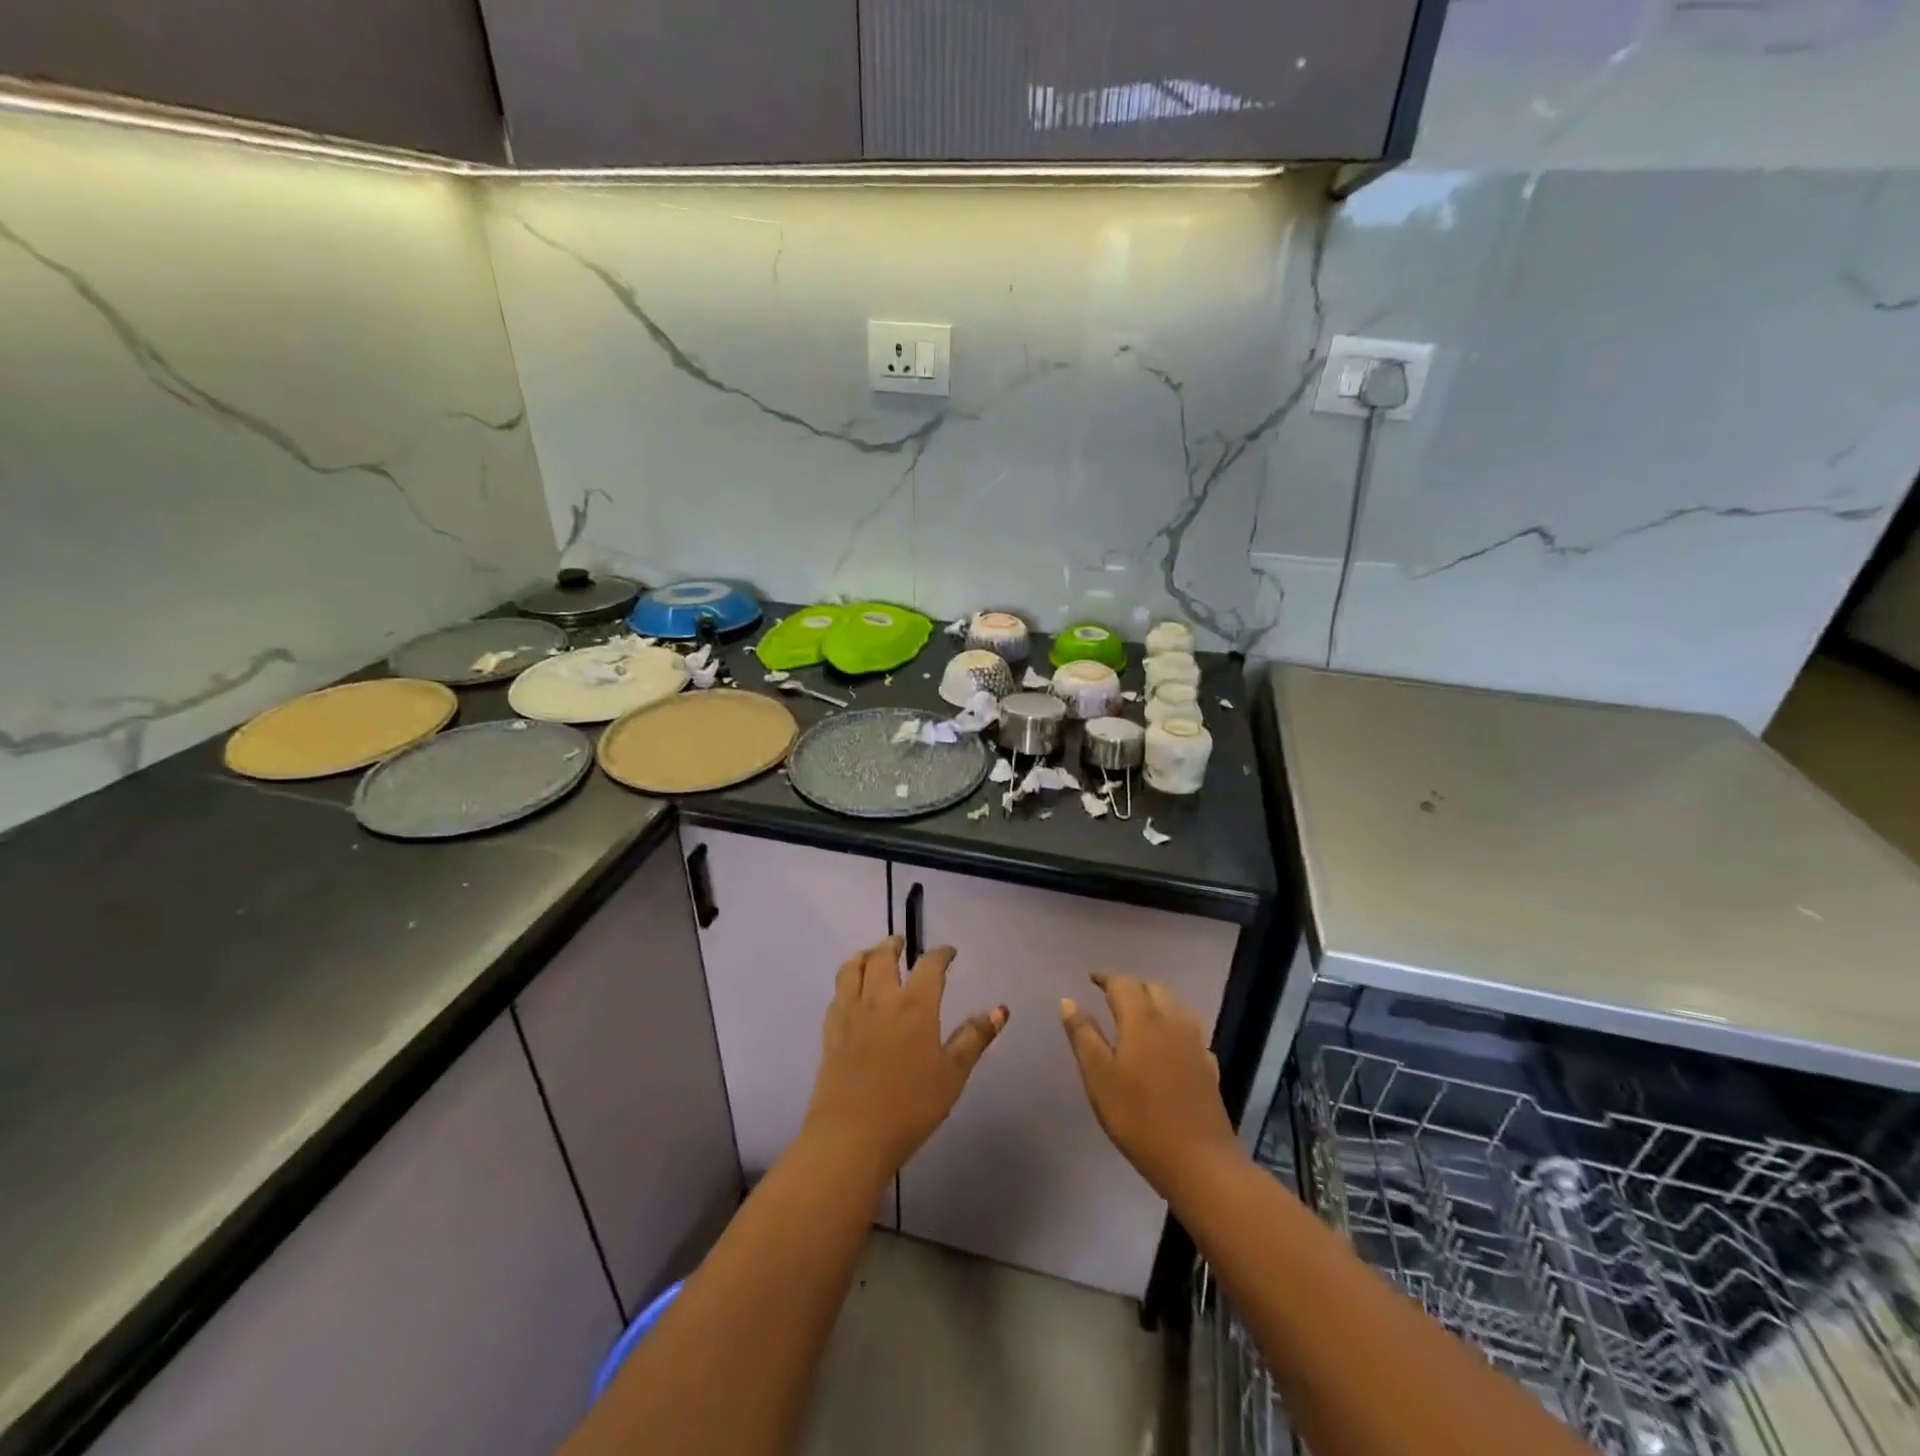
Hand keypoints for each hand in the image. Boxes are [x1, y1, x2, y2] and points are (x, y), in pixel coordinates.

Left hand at [801, 937, 1006, 1180]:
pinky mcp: (830, 1030)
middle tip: (901, 942)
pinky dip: (846, 980)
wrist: (851, 1135)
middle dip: (894, 945)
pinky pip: (837, 992)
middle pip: (883, 957)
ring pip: (853, 968)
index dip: (940, 955)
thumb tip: (1000, 1009)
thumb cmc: (910, 1106)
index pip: (929, 966)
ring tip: (871, 954)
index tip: (948, 953)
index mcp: (916, 1006)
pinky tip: (850, 990)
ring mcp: (851, 1012)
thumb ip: (974, 1038)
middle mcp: (881, 999)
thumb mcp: (952, 1074)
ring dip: (864, 954)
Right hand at [1061, 972, 1241, 1196]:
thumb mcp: (1099, 1077)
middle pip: (1153, 988)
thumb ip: (1083, 1035)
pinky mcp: (1209, 1066)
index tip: (1091, 978)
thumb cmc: (1138, 1118)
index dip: (1106, 978)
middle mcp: (1172, 1021)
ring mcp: (1195, 1043)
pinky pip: (1189, 1031)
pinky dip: (1173, 1026)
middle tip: (1112, 997)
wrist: (1199, 1161)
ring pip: (1175, 1006)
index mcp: (1142, 1019)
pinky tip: (1167, 1046)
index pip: (1123, 983)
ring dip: (1155, 1002)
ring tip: (1138, 1015)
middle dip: (1132, 986)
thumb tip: (1068, 1001)